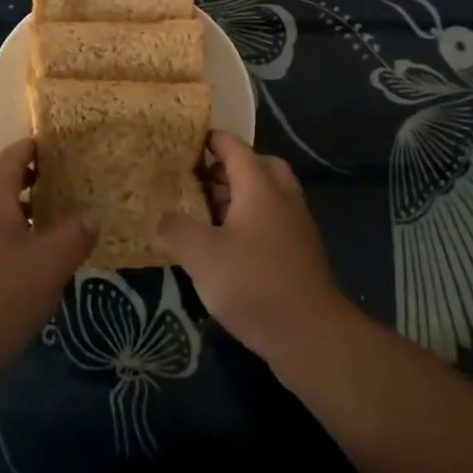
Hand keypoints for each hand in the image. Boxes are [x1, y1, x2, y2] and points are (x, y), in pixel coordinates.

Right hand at [157, 131, 354, 363]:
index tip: (191, 139)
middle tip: (203, 177)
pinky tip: (232, 246)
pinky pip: (275, 219)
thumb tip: (162, 216)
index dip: (214, 140)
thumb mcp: (201, 256)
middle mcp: (283, 198)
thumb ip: (176, 229)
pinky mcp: (302, 252)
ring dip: (243, 195)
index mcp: (260, 187)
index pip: (236, 148)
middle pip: (260, 166)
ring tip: (210, 212)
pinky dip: (254, 219)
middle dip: (232, 166)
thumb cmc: (253, 284)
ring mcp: (297, 225)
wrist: (310, 334)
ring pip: (270, 194)